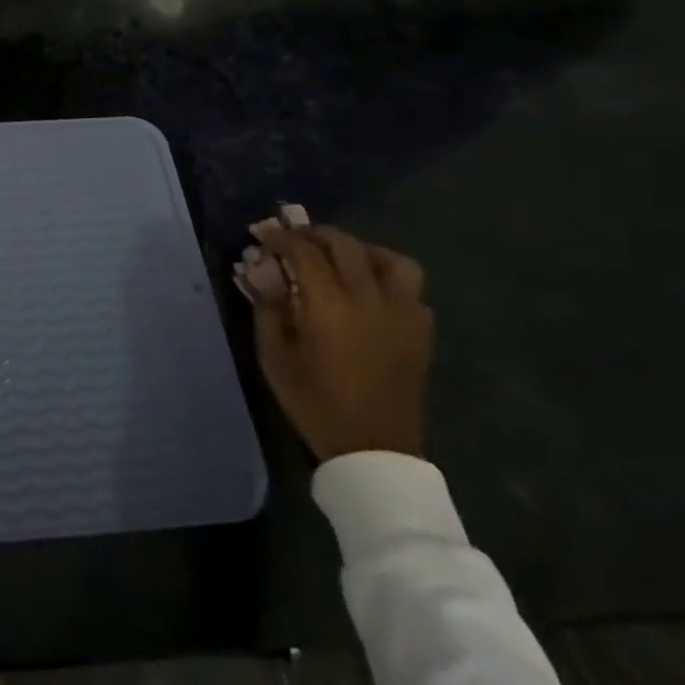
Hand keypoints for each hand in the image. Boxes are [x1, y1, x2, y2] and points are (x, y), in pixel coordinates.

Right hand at [234, 208, 431, 462]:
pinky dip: (388, 277)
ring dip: (362, 250)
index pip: (304, 251)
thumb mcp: (274, 357)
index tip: (264, 234)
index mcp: (329, 306)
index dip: (281, 237)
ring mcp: (403, 314)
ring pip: (391, 260)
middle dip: (316, 234)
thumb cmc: (315, 402)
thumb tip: (263, 273)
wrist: (374, 450)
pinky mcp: (421, 331)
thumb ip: (267, 309)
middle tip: (295, 238)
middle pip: (346, 245)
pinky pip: (411, 288)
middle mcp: (370, 300)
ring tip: (342, 258)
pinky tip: (370, 290)